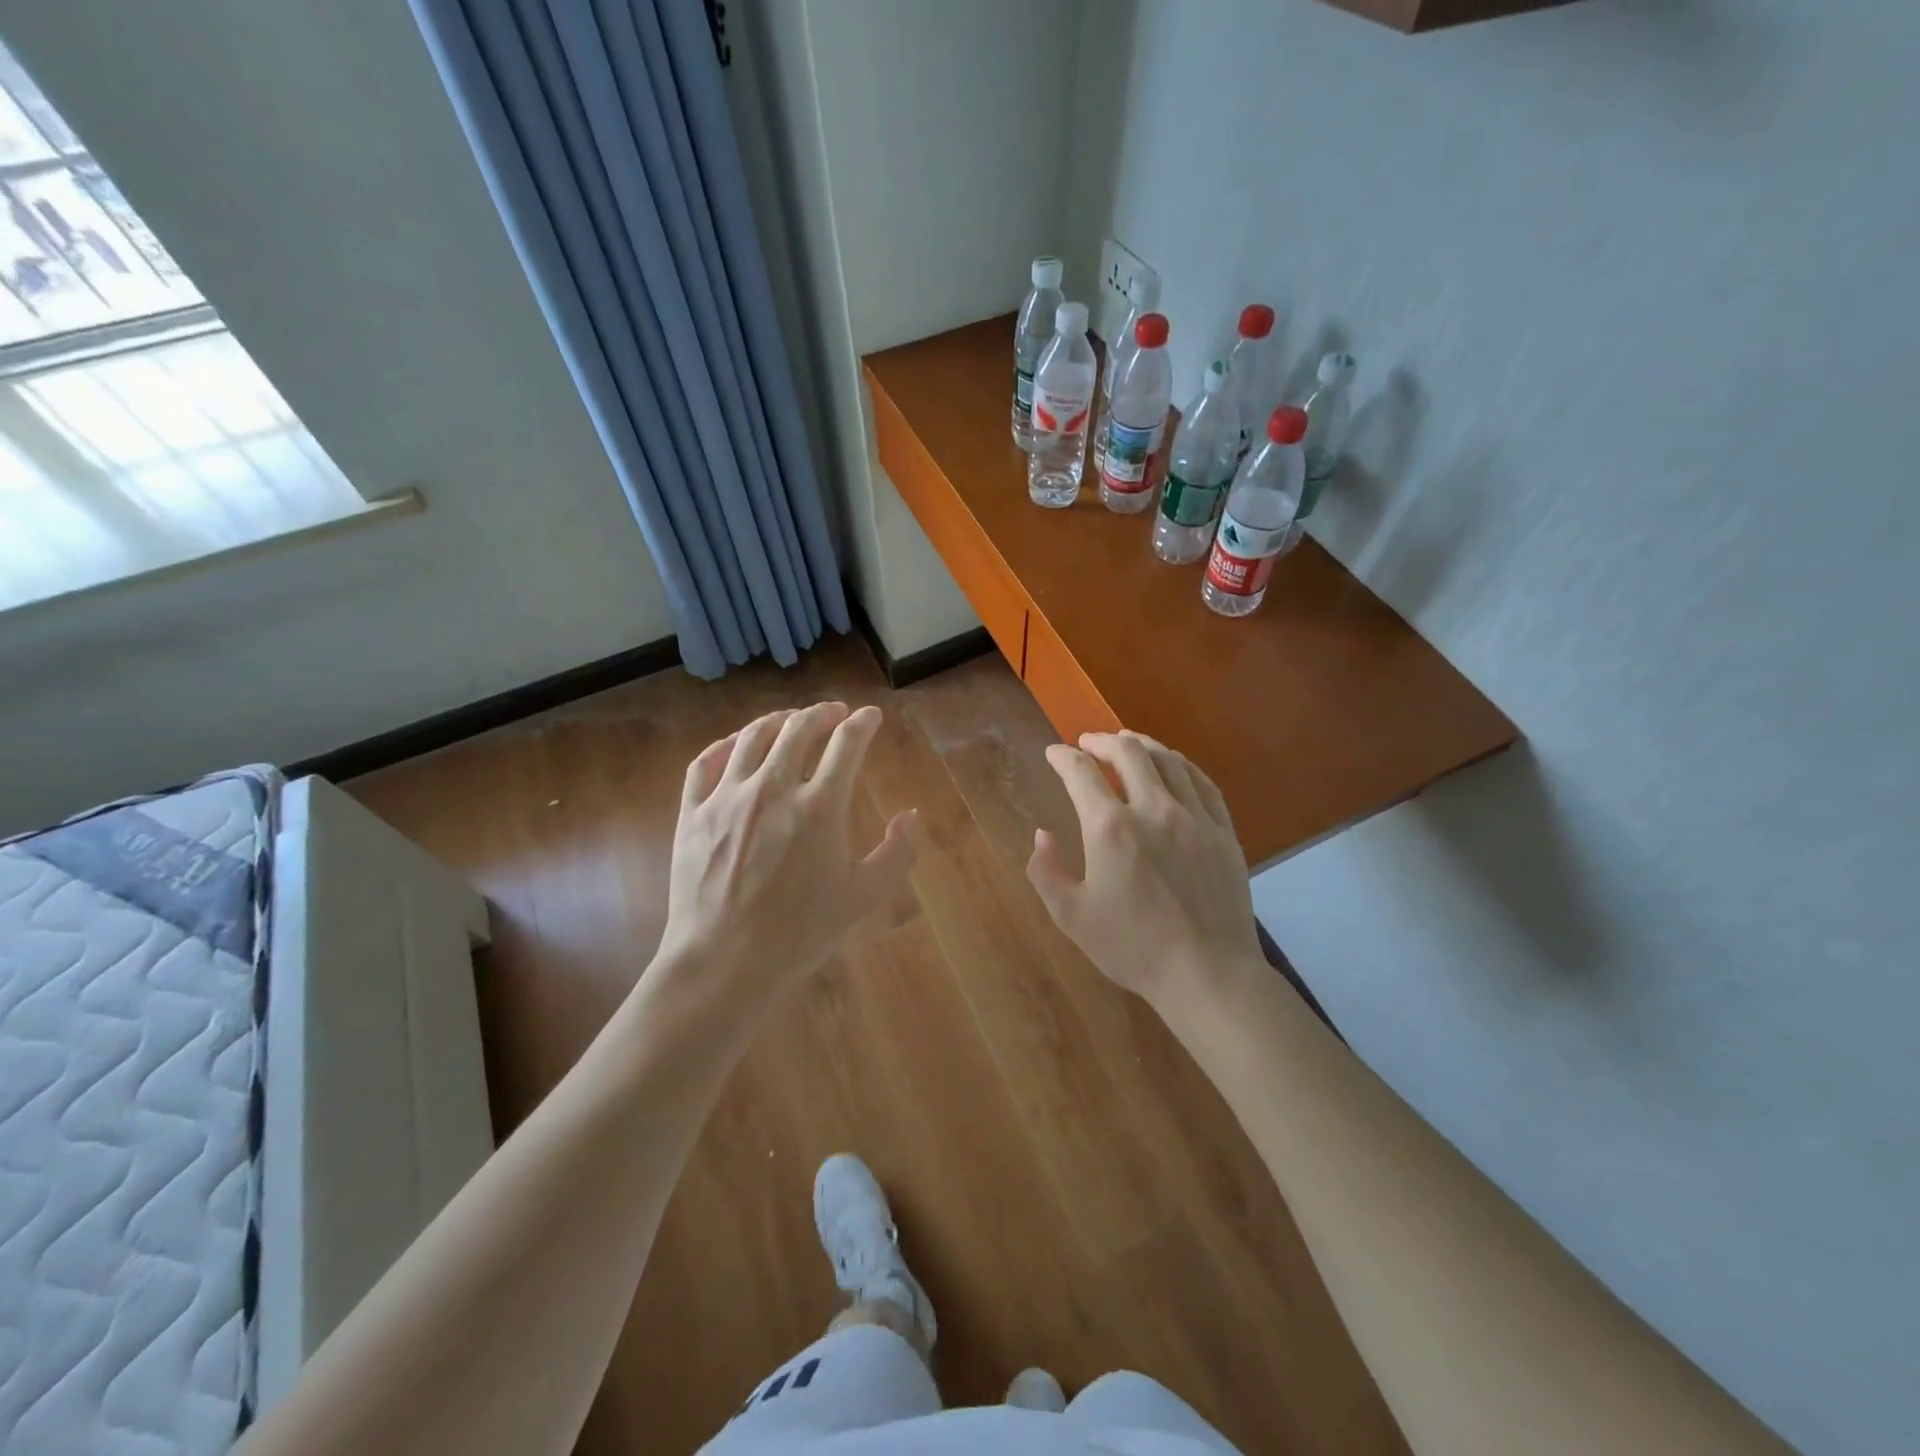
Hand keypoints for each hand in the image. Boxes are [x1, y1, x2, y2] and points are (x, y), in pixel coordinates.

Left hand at [654, 702, 915, 998]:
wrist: (724, 962)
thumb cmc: (800, 932)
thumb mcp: (863, 897)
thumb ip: (897, 853)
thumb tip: (910, 816)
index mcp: (820, 806)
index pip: (847, 743)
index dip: (863, 723)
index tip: (871, 716)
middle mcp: (773, 788)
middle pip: (799, 728)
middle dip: (823, 713)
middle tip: (834, 713)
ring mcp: (727, 797)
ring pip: (753, 736)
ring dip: (778, 720)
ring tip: (791, 720)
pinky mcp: (693, 813)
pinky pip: (706, 762)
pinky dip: (725, 744)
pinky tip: (735, 744)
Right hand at [1027, 731, 1262, 1008]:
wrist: (1207, 972)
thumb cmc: (1132, 947)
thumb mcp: (1071, 916)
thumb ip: (1046, 870)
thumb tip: (1042, 834)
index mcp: (1110, 828)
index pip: (1080, 773)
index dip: (1062, 757)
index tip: (1054, 753)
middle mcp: (1153, 809)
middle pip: (1128, 752)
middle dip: (1103, 741)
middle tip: (1089, 743)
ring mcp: (1194, 817)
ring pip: (1169, 760)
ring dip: (1142, 745)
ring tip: (1128, 744)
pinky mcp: (1223, 831)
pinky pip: (1203, 782)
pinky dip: (1182, 765)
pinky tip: (1174, 767)